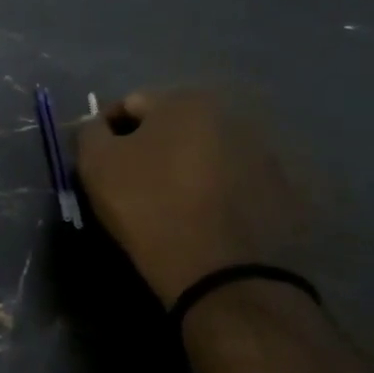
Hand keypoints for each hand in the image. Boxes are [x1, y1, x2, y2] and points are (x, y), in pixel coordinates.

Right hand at [75, 89, 303, 301]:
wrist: (220, 270)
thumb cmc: (149, 207)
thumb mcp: (97, 165)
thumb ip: (90, 133)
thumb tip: (97, 127)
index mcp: (185, 101)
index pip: (130, 105)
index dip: (106, 133)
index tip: (99, 165)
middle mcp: (232, 113)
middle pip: (173, 125)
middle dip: (151, 146)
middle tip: (133, 183)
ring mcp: (264, 149)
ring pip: (206, 151)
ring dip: (186, 166)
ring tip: (171, 203)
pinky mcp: (283, 186)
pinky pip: (235, 179)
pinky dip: (216, 189)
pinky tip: (204, 217)